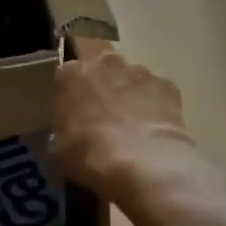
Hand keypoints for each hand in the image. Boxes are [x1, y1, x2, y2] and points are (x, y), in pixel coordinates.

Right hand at [53, 47, 195, 202]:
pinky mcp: (168, 85)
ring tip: (132, 125)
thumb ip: (61, 131)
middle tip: (103, 111)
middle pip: (101, 64)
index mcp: (72, 74)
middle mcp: (105, 63)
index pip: (66, 74)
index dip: (71, 93)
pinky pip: (157, 92)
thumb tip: (69, 134)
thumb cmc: (89, 153)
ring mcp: (139, 71)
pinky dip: (155, 106)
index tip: (73, 112)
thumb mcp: (57, 149)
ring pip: (131, 76)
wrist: (143, 163)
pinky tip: (154, 130)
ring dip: (129, 93)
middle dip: (102, 81)